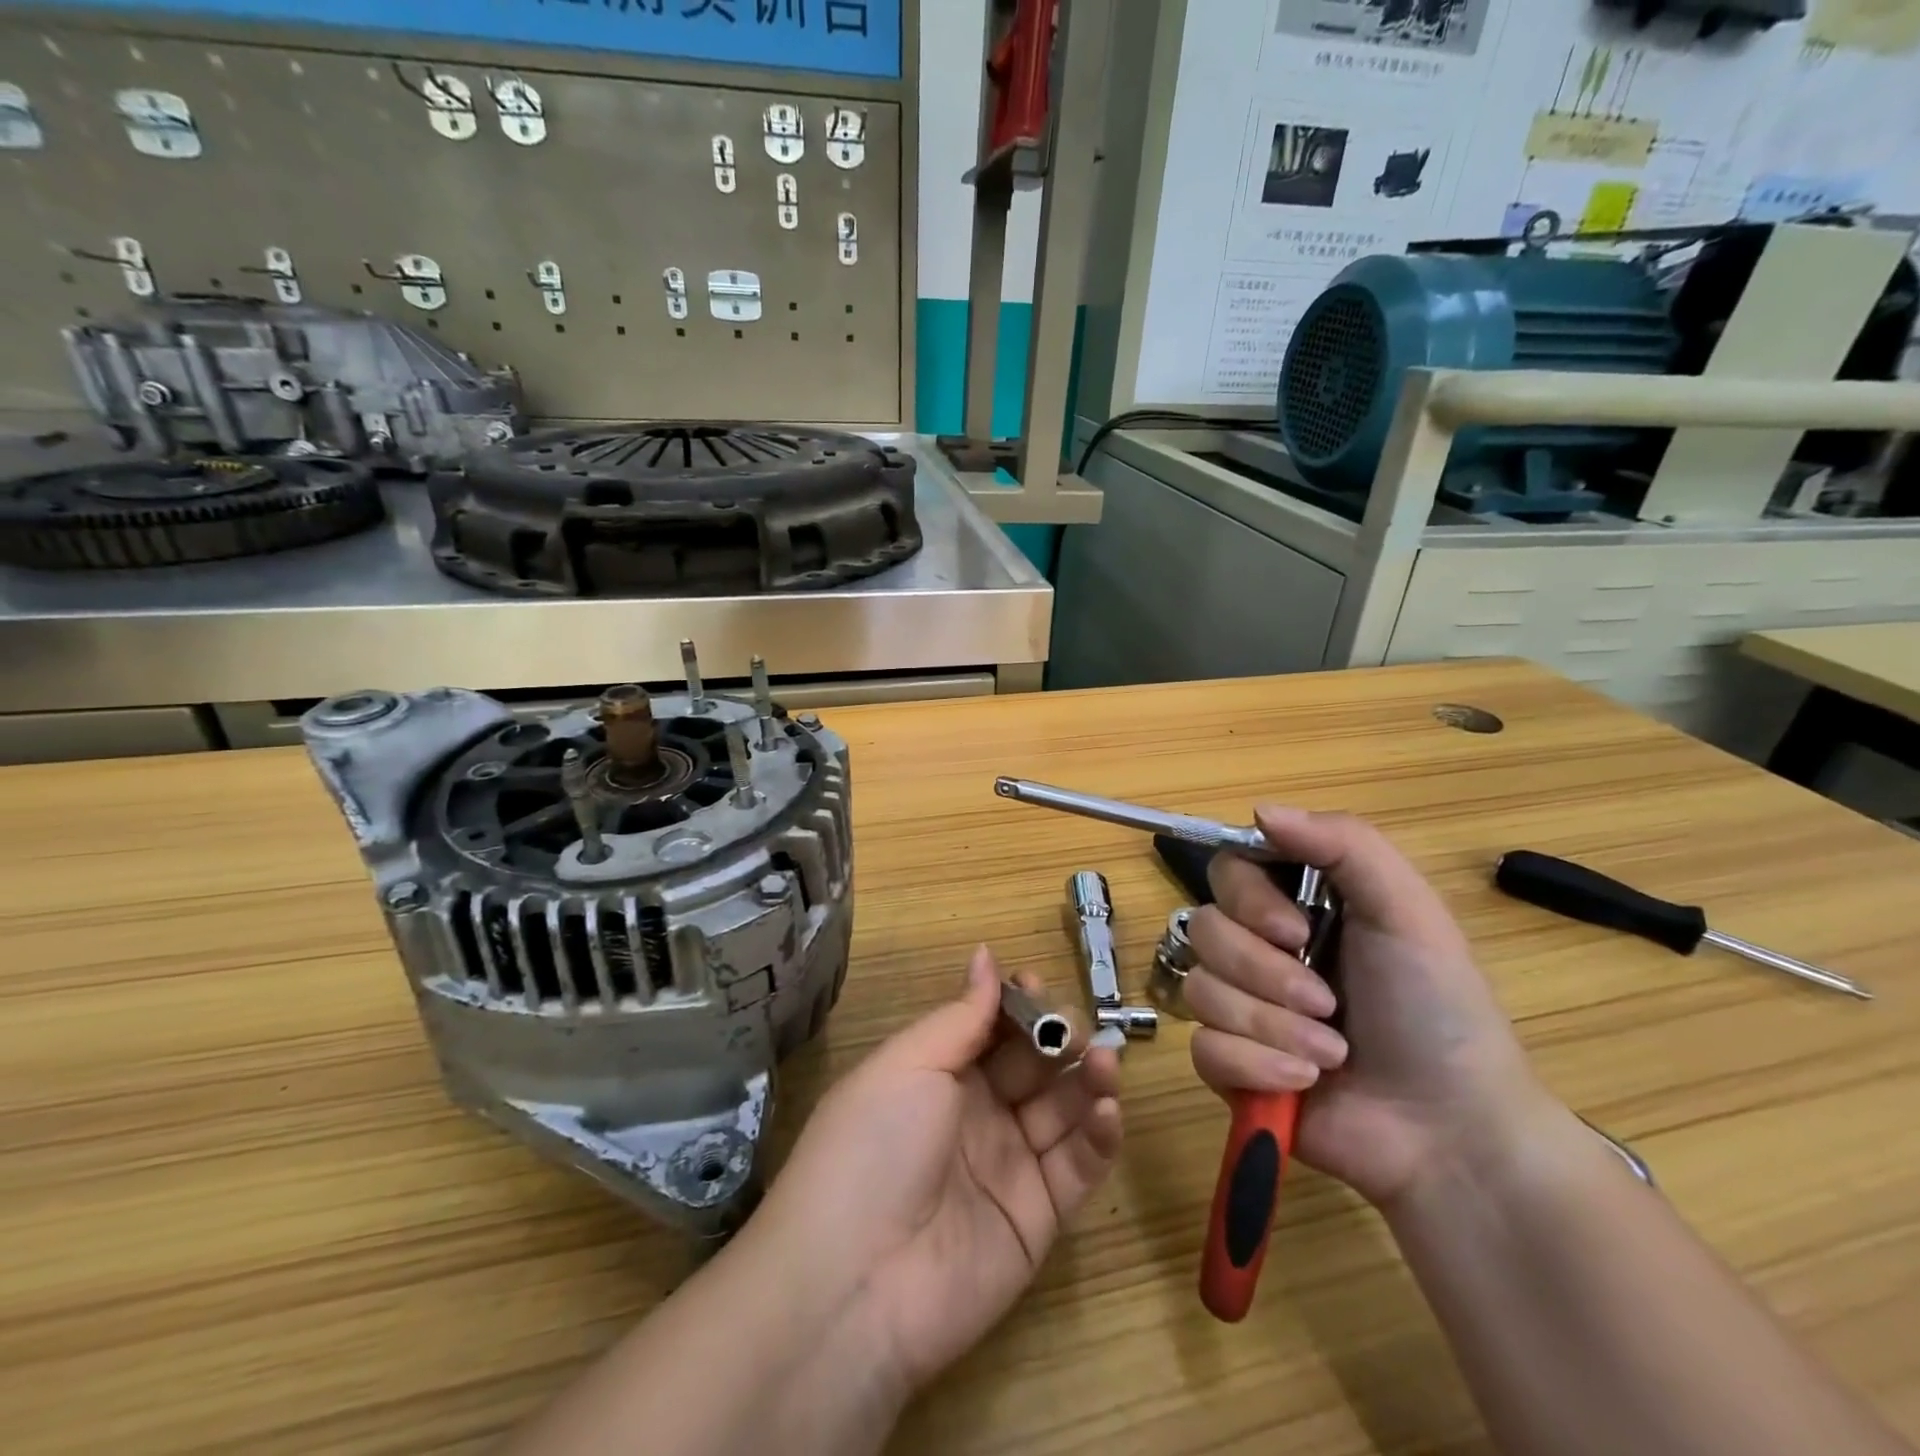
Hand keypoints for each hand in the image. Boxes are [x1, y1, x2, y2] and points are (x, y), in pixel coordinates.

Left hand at [750, 946, 1121, 1396]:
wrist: (858, 1283)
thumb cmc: (875, 1145)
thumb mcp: (910, 1063)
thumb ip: (962, 1015)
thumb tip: (986, 954)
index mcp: (938, 1074)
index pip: (990, 1029)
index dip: (1016, 1005)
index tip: (1037, 984)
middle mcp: (976, 1114)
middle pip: (1032, 1064)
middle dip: (1057, 1038)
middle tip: (1075, 1032)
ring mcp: (1010, 1165)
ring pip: (1063, 1109)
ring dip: (1088, 1080)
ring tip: (1104, 1062)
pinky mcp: (1040, 1217)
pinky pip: (1078, 1167)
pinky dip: (1100, 1136)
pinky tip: (1107, 1109)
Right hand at [1185, 806, 1548, 1209]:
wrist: (1452, 1134)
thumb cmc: (1437, 1011)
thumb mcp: (1408, 913)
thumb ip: (1344, 845)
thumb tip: (1260, 809)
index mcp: (1296, 906)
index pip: (1228, 870)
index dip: (1247, 898)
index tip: (1293, 930)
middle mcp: (1260, 949)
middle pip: (1205, 929)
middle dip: (1264, 973)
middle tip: (1327, 1004)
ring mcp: (1240, 1007)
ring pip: (1200, 990)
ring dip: (1269, 1025)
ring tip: (1329, 1054)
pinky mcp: (1229, 1065)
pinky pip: (1202, 1047)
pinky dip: (1254, 1067)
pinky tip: (1301, 1084)